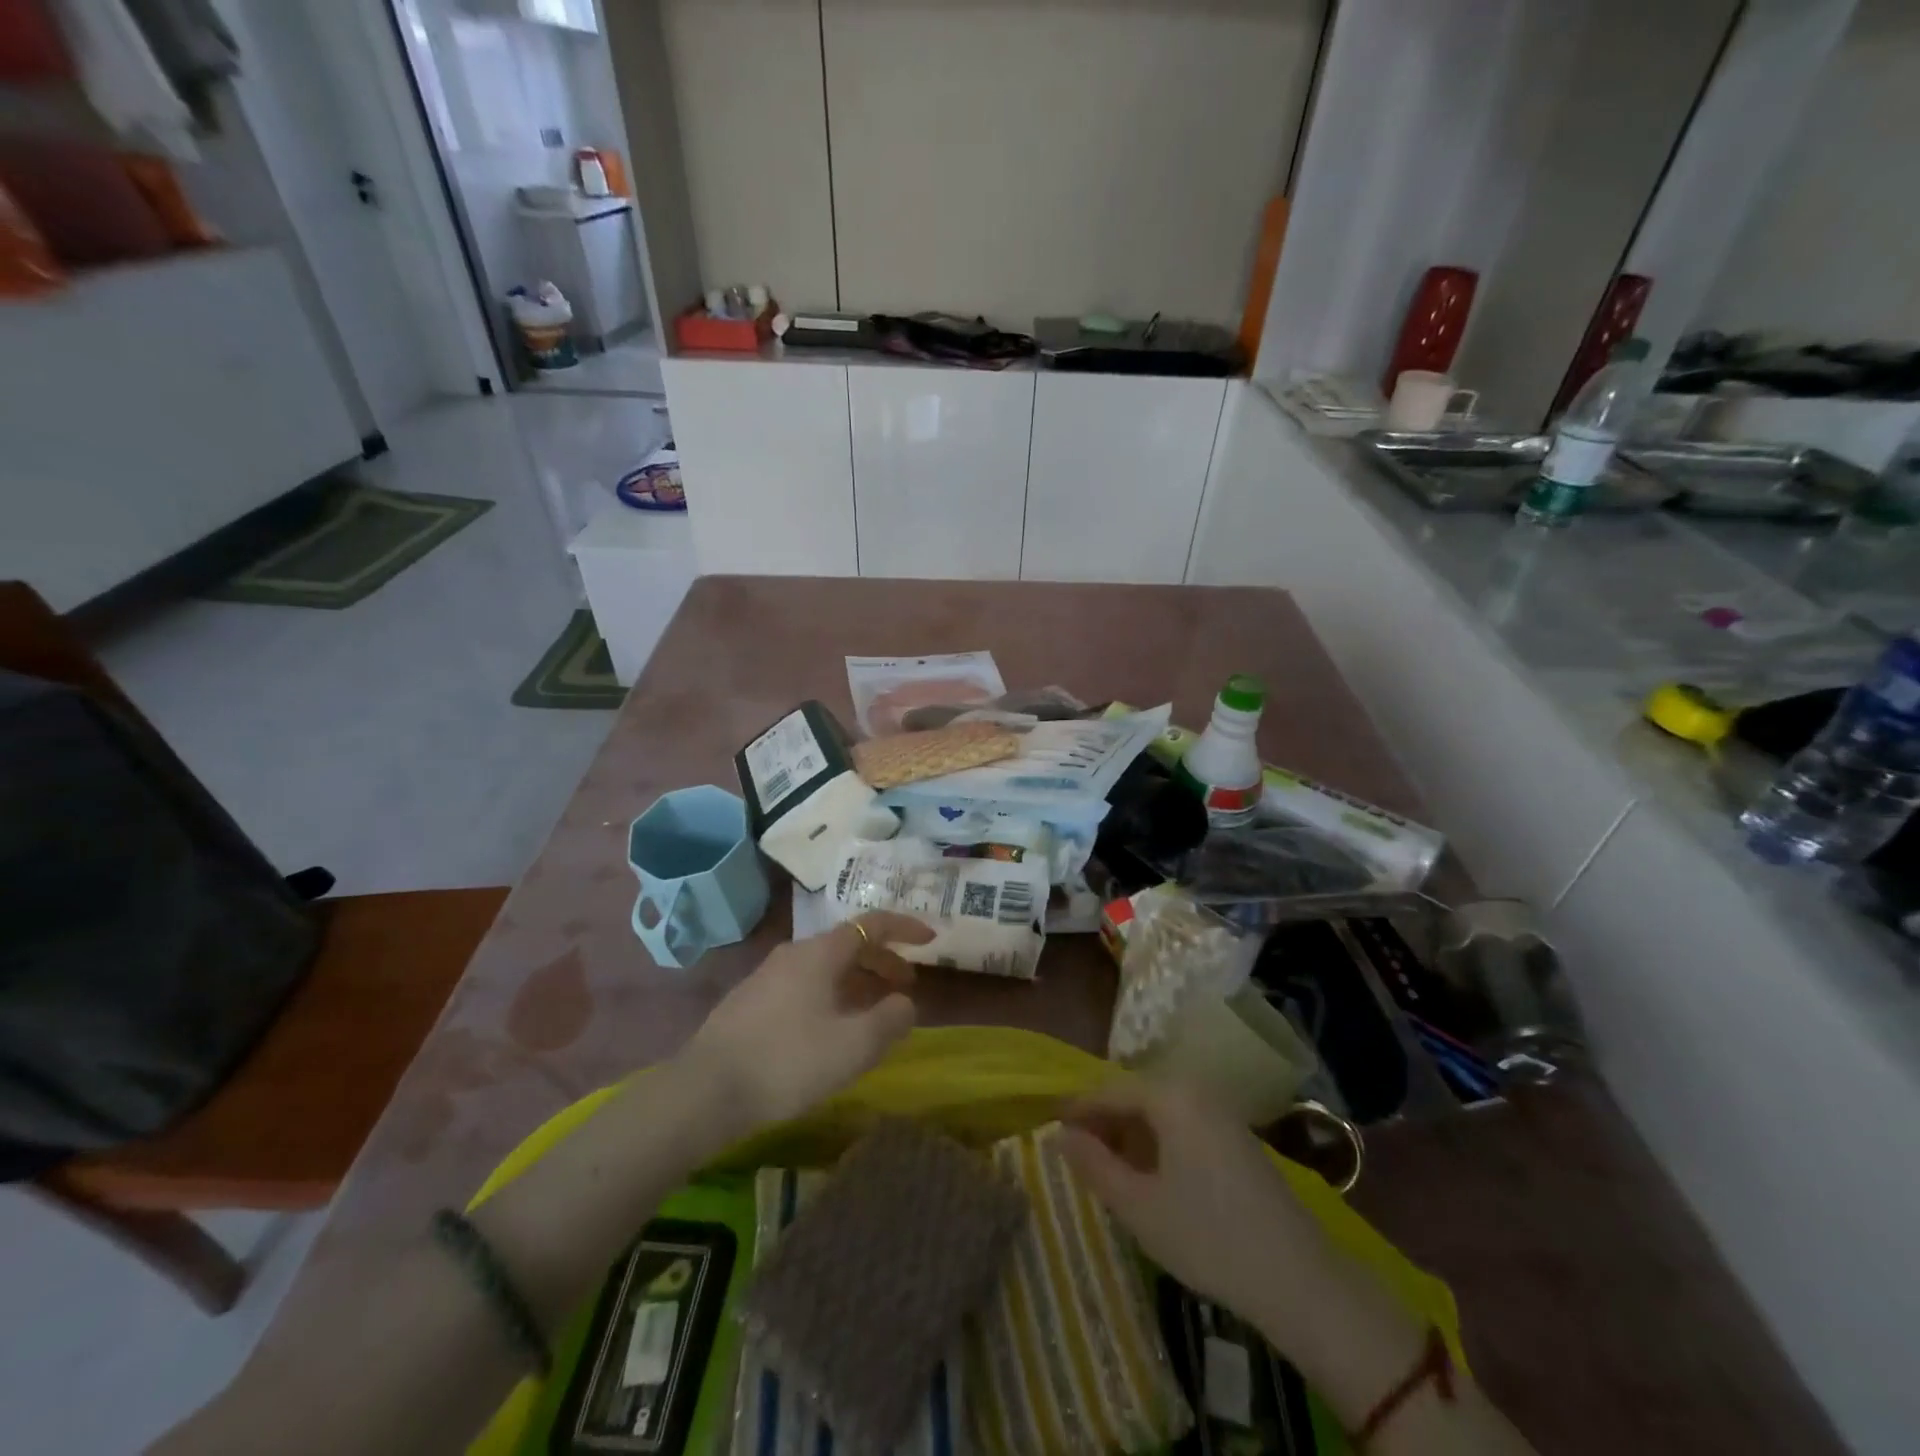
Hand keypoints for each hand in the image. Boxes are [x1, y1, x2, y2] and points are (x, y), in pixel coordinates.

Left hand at [679, 912, 931, 1131]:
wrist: (704, 1090)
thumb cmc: (787, 1062)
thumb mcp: (853, 1046)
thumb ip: (890, 1020)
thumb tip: (905, 1002)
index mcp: (821, 953)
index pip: (872, 924)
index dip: (905, 927)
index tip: (931, 938)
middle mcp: (795, 953)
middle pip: (849, 945)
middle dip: (884, 961)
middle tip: (907, 986)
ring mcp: (768, 975)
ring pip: (826, 967)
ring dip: (858, 981)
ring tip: (874, 1010)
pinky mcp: (752, 1001)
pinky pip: (805, 985)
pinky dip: (832, 994)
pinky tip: (831, 1028)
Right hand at [1061, 1079, 1329, 1324]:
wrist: (1300, 1280)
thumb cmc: (1208, 1237)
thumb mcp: (1138, 1207)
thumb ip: (1093, 1166)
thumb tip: (1058, 1135)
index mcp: (1170, 1096)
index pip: (1109, 1091)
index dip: (1077, 1110)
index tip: (1051, 1130)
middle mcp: (1196, 1091)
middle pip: (1135, 1096)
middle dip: (1104, 1124)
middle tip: (1078, 1157)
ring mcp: (1221, 1113)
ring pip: (1159, 1113)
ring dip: (1130, 1136)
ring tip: (1108, 1172)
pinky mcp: (1236, 1138)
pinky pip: (1182, 1126)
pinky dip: (1157, 1144)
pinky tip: (1150, 1179)